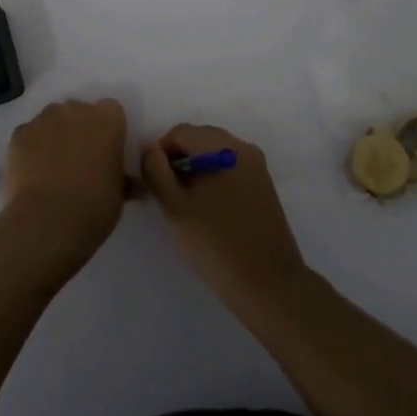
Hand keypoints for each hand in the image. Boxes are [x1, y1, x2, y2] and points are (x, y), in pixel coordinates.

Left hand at [0, 98, 130, 278]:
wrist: (50, 219)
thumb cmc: (95, 205)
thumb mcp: (119, 193)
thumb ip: (123, 179)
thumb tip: (132, 186)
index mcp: (107, 119)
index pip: (110, 110)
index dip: (107, 129)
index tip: (104, 149)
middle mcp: (76, 109)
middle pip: (78, 111)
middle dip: (78, 129)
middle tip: (78, 159)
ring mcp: (44, 119)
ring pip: (51, 120)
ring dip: (53, 135)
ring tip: (52, 167)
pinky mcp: (20, 133)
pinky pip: (28, 134)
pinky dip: (31, 147)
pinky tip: (33, 172)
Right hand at [140, 124, 306, 307]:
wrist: (268, 284)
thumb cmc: (215, 243)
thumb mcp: (174, 206)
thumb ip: (155, 170)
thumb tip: (148, 146)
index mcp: (223, 147)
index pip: (180, 132)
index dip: (159, 153)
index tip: (153, 184)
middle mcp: (244, 148)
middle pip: (199, 139)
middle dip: (178, 159)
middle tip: (166, 194)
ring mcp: (257, 167)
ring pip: (215, 155)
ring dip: (195, 170)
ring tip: (185, 204)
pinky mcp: (264, 187)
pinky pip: (230, 169)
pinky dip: (213, 179)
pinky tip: (207, 210)